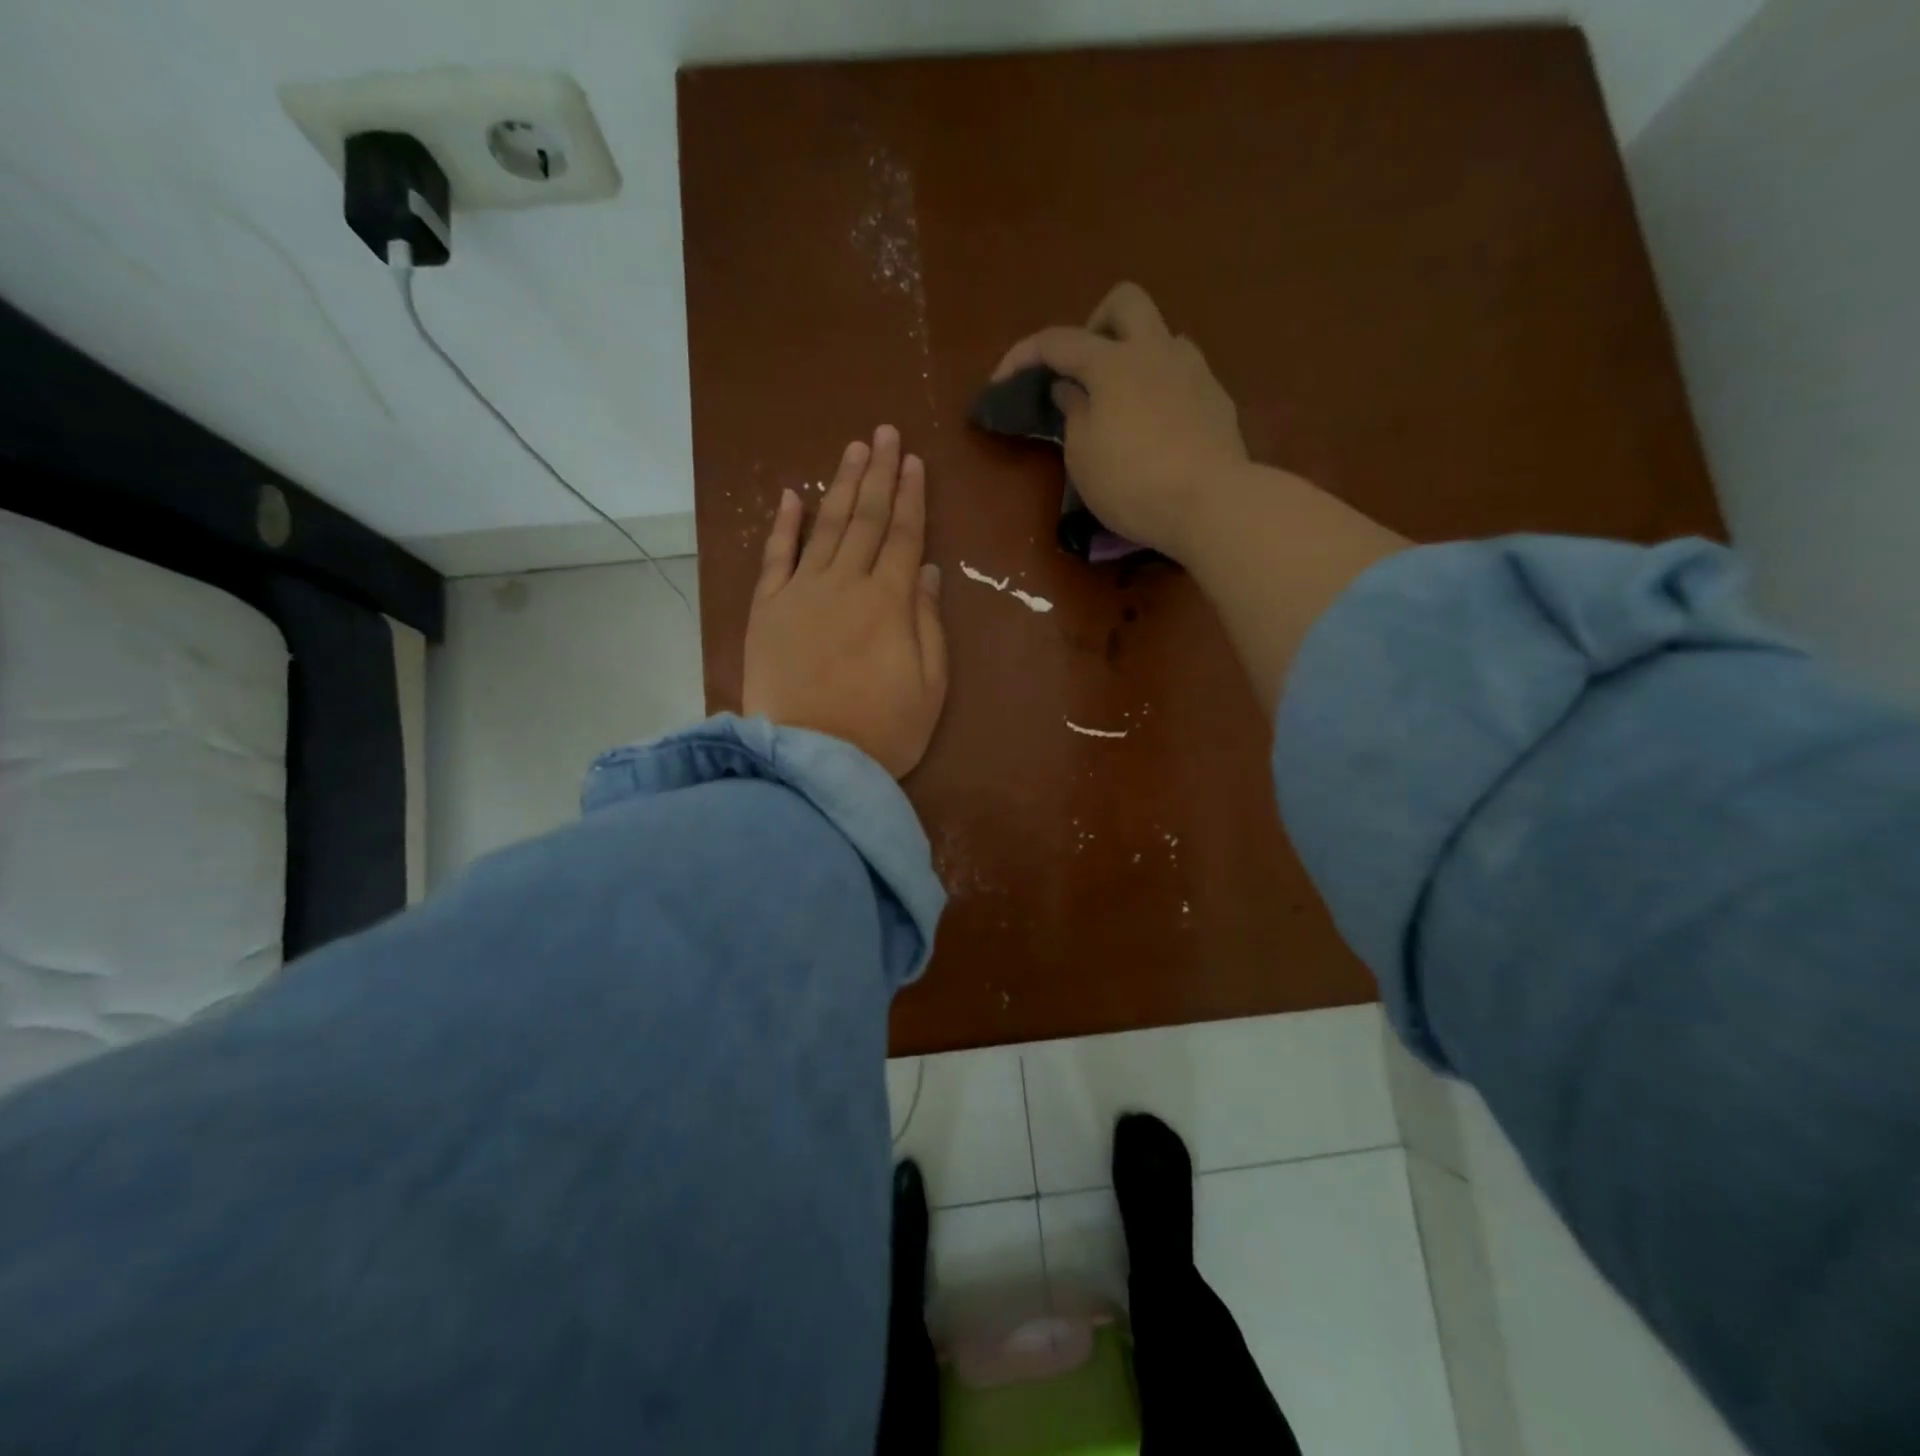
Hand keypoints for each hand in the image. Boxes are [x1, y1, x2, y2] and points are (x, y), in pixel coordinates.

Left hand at [743, 425, 947, 778]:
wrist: (811, 761)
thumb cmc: (883, 731)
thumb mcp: (930, 686)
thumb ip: (928, 624)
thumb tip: (926, 570)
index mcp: (890, 602)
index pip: (903, 535)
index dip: (911, 497)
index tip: (914, 461)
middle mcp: (845, 584)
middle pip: (865, 519)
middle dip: (878, 474)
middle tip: (884, 433)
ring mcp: (801, 593)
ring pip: (825, 527)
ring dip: (840, 485)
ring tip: (853, 449)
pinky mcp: (766, 611)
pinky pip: (775, 558)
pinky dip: (783, 525)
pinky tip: (791, 495)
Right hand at [991, 282, 1248, 560]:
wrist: (1211, 503)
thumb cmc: (1132, 483)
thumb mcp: (1083, 456)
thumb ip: (1073, 413)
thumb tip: (1071, 388)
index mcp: (1113, 363)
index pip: (1058, 341)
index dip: (1023, 355)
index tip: (1000, 381)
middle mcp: (1156, 351)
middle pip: (1125, 302)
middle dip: (1096, 324)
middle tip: (1083, 369)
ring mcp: (1193, 371)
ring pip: (1161, 337)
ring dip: (1135, 358)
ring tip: (1122, 405)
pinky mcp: (1217, 399)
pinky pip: (1183, 375)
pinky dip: (1161, 389)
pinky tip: (1156, 428)